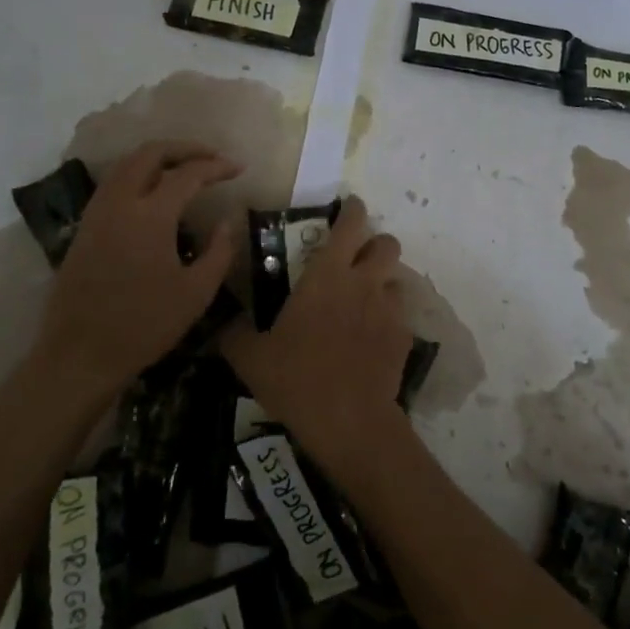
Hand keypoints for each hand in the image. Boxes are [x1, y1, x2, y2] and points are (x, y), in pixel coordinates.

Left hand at [40, 141, 238, 386]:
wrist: (79, 355)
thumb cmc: (144, 325)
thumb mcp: (196, 293)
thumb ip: (219, 251)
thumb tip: (227, 221)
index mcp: (150, 216)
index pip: (188, 174)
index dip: (216, 167)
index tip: (239, 168)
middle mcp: (120, 203)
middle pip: (150, 153)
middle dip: (185, 148)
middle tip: (212, 157)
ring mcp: (97, 213)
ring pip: (127, 164)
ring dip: (159, 157)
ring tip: (186, 168)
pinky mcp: (85, 227)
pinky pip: (114, 183)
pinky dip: (139, 174)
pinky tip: (155, 192)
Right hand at [222, 196, 411, 477]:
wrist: (349, 421)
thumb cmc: (297, 379)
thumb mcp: (251, 358)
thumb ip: (235, 333)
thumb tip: (225, 322)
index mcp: (327, 276)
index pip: (350, 224)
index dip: (353, 210)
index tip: (350, 207)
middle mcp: (364, 283)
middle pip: (387, 244)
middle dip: (376, 245)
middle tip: (357, 260)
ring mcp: (389, 309)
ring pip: (396, 279)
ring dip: (382, 283)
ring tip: (365, 303)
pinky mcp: (404, 336)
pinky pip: (400, 315)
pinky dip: (388, 319)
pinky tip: (372, 339)